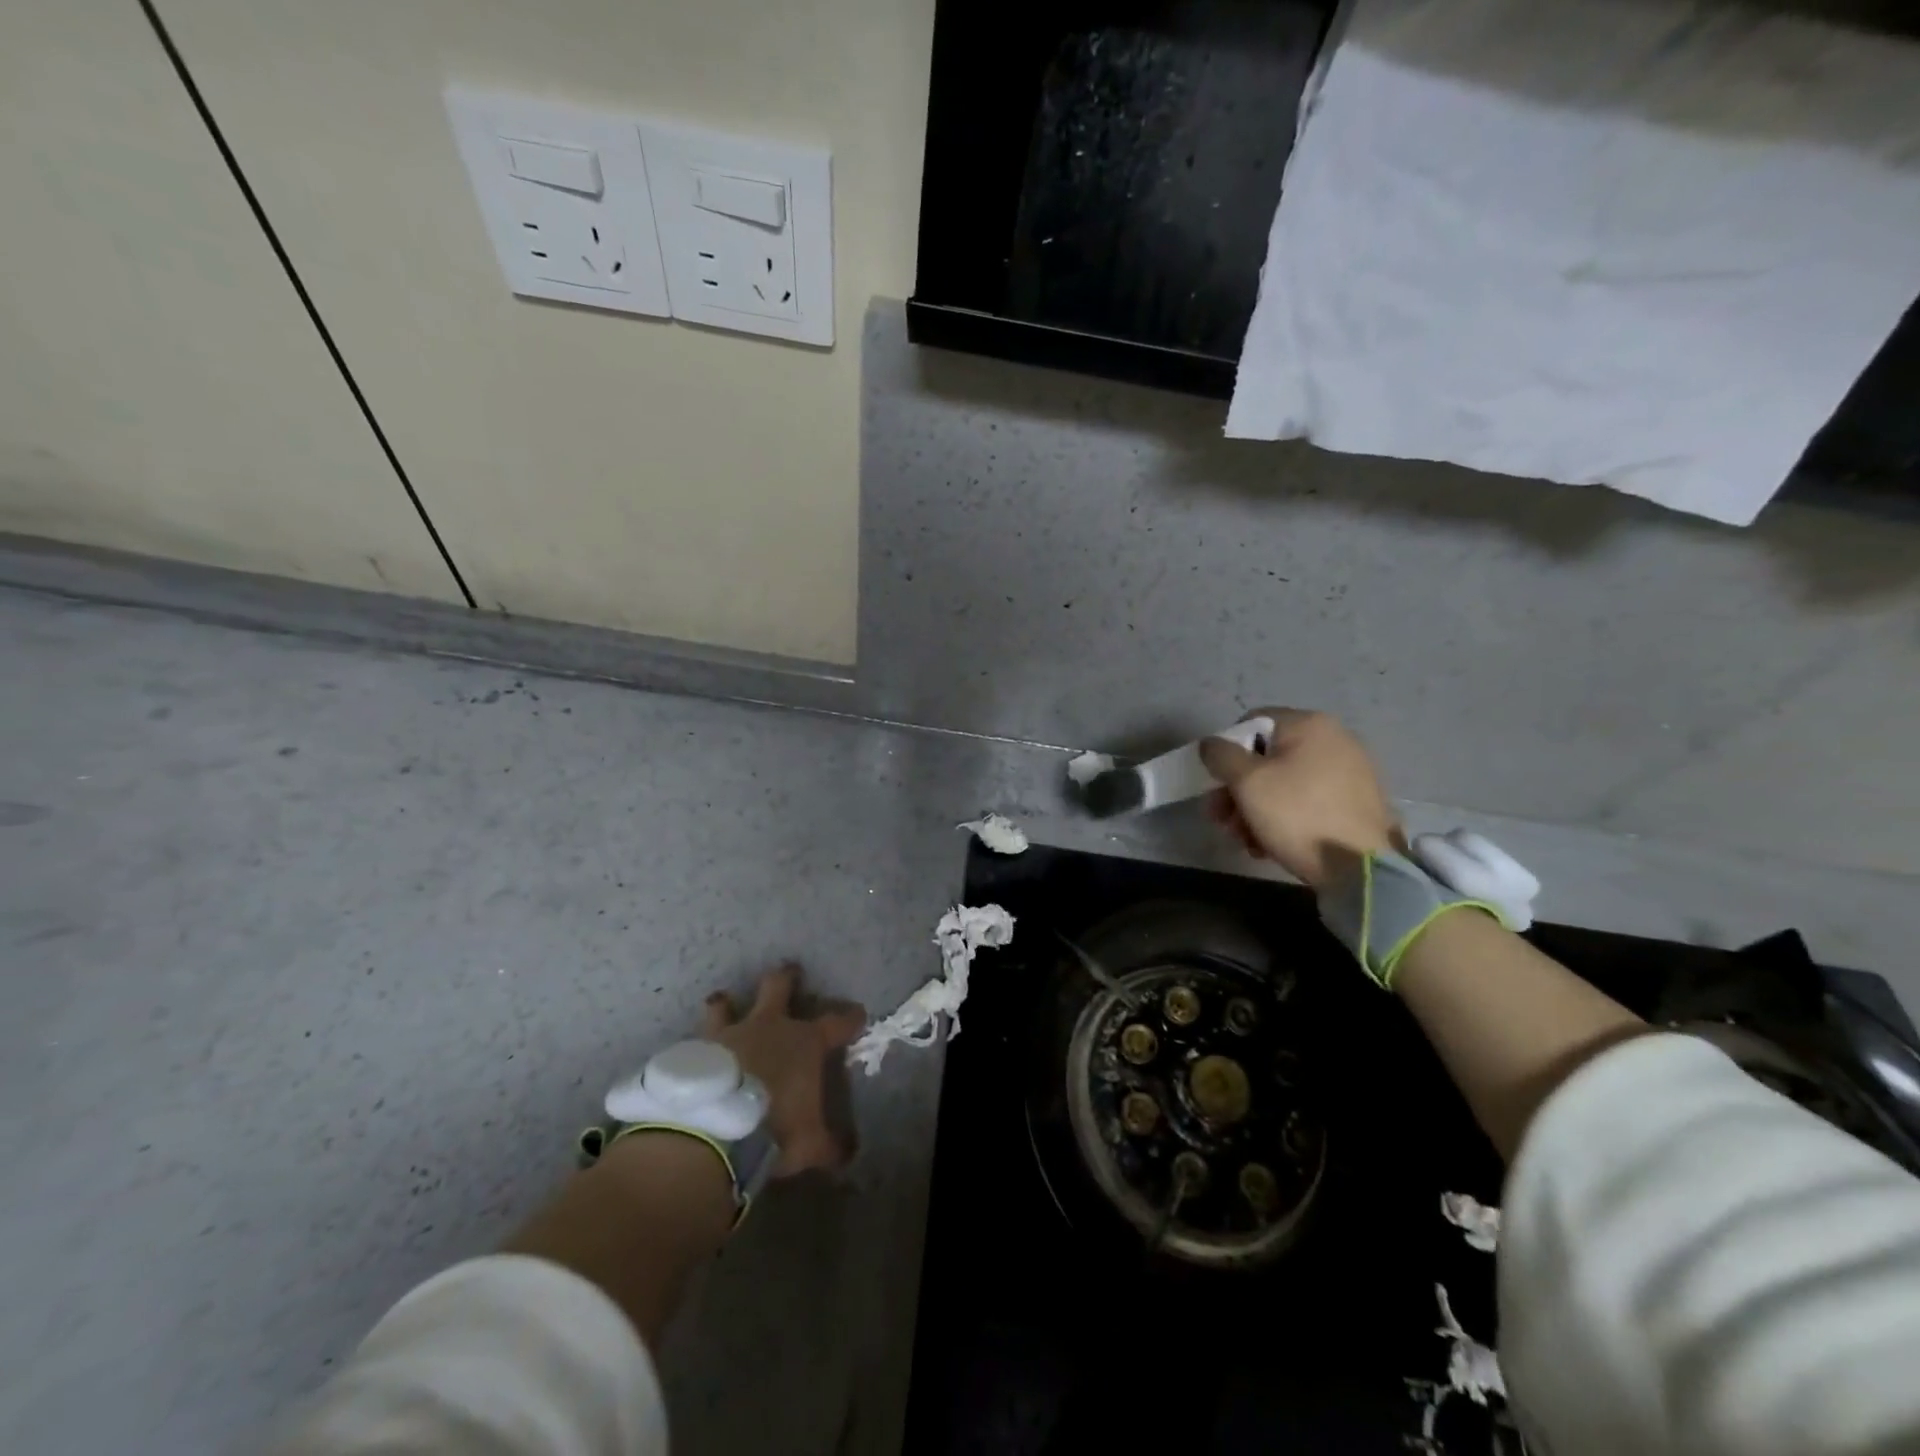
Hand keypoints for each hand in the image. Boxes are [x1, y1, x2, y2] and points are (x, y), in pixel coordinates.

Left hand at [704, 963, 864, 1176]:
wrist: (713, 1130)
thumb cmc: (774, 1128)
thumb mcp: (811, 1145)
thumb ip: (830, 1146)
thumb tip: (849, 1154)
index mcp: (804, 1042)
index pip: (837, 1022)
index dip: (850, 1018)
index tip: (858, 1014)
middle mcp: (768, 1026)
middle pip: (779, 987)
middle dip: (786, 977)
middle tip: (790, 970)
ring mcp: (729, 1033)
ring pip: (726, 1003)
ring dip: (727, 1003)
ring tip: (723, 1001)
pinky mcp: (695, 1050)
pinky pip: (697, 1041)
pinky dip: (700, 1046)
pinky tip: (695, 1054)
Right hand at [1199, 708, 1401, 890]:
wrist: (1362, 868)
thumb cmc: (1298, 815)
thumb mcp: (1247, 782)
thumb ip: (1221, 755)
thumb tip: (1211, 744)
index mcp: (1308, 724)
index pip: (1251, 722)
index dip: (1226, 750)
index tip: (1216, 783)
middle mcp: (1333, 739)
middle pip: (1266, 757)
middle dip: (1237, 790)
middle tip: (1222, 820)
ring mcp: (1349, 771)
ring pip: (1284, 783)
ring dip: (1255, 809)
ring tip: (1245, 841)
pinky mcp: (1355, 802)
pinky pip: (1307, 801)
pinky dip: (1284, 818)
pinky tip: (1270, 845)